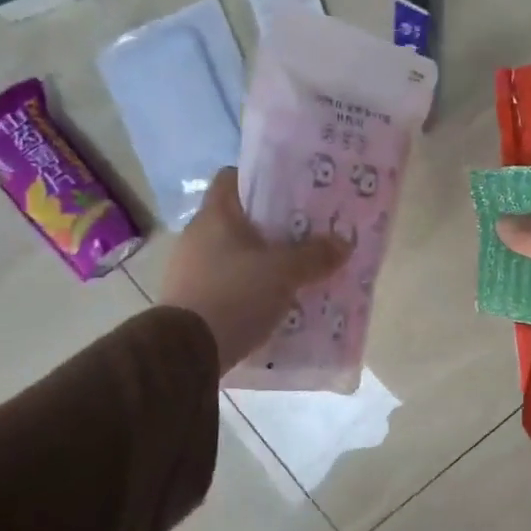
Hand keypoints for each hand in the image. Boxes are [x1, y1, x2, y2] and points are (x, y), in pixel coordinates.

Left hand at [158, 168, 350, 371]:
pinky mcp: (191, 300)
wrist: (186, 352)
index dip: (261, 179)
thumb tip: (344, 242)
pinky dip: (248, 288)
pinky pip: (227, 283)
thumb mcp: (284, 273)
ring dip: (261, 260)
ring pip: (234, 253)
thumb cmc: (234, 295)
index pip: (232, 178)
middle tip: (306, 233)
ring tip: (295, 270)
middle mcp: (197, 236)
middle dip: (272, 226)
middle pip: (238, 218)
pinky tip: (273, 301)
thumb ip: (315, 256)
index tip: (290, 191)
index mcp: (215, 215)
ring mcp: (190, 269)